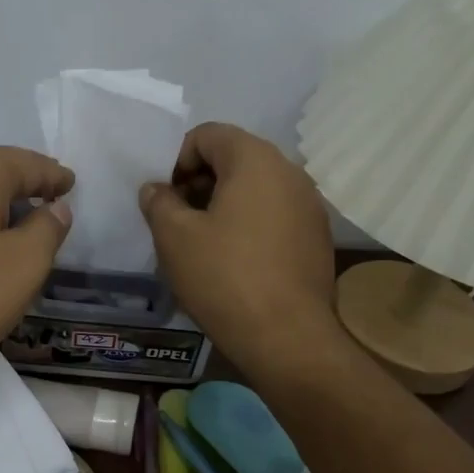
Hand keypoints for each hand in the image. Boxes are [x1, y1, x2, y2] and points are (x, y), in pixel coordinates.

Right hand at [138, 123, 339, 372]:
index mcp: (255, 159)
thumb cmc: (225, 278)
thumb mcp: (174, 238)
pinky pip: (275, 216)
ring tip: (203, 243)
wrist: (287, 337)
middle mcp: (290, 172)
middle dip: (200, 182)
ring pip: (257, 189)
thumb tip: (156, 189)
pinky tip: (235, 262)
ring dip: (224, 205)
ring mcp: (310, 206)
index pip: (208, 135)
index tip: (164, 197)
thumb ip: (159, 202)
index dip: (177, 159)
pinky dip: (250, 225)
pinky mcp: (317, 238)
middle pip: (235, 159)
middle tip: (177, 219)